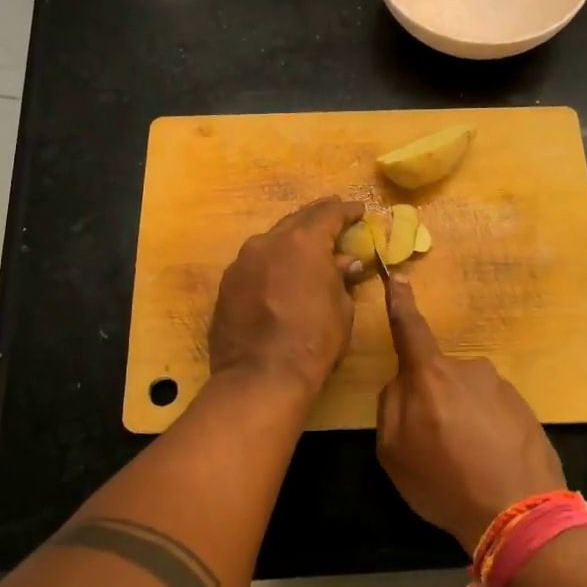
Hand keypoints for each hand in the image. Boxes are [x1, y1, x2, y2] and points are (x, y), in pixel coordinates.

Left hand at [209, 198, 364, 395]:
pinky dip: (272, 263)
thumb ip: (341, 277)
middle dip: (317, 218)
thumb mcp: (341, 308)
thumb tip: (345, 262)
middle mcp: (268, 242)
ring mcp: (242, 262)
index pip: (328, 214)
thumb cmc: (314, 341)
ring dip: (291, 240)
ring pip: (272, 241)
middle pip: (296, 220)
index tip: (359, 210)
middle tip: (334, 216)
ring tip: (307, 246)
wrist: (261, 376)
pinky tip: (280, 273)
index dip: (346, 211)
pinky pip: (255, 264)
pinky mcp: (227, 284)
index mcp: (302, 242)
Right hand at [375, 279, 565, 550]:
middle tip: (434, 446)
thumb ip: (390, 407)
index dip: (400, 303)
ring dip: (461, 418)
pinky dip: (486, 431)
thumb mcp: (393, 452)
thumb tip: (402, 384)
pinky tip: (489, 463)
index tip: (398, 277)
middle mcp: (468, 369)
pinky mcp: (525, 407)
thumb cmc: (445, 482)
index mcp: (430, 375)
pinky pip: (492, 411)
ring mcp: (501, 387)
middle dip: (432, 401)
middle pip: (437, 376)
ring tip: (466, 462)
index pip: (410, 329)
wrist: (519, 512)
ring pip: (466, 395)